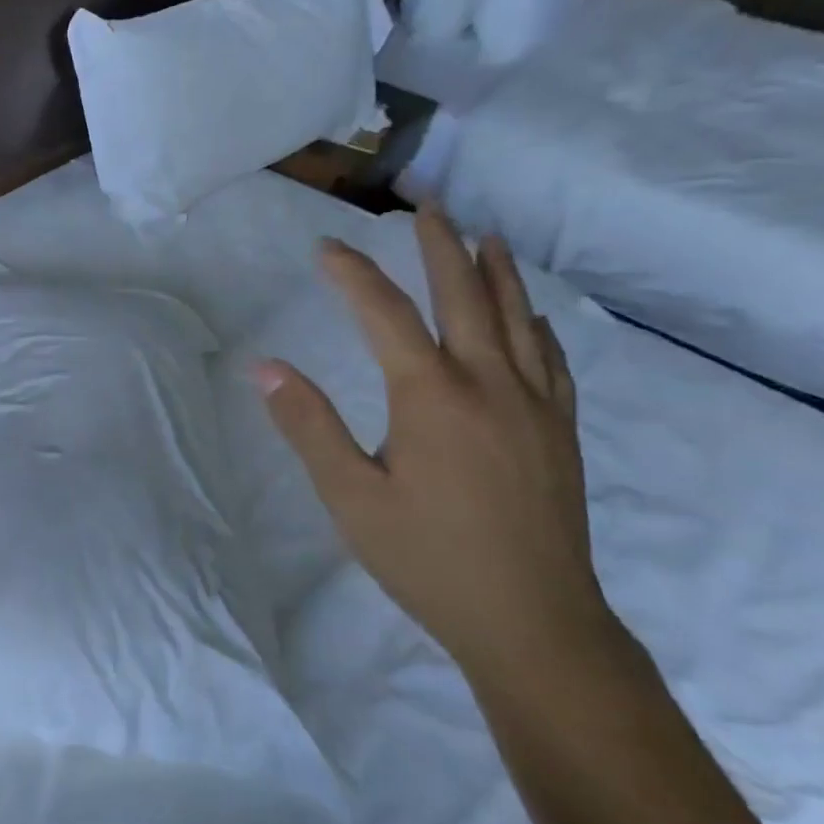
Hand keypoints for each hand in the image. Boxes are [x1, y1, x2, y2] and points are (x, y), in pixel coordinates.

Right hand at [254, 209, 613, 681]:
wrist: (532, 621)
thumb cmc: (427, 558)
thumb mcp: (349, 495)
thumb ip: (308, 425)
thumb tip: (265, 367)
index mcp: (431, 396)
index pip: (383, 313)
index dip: (351, 274)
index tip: (325, 247)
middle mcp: (488, 383)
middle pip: (463, 295)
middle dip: (440, 243)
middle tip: (425, 203)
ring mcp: (533, 404)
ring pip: (516, 317)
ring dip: (495, 270)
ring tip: (484, 234)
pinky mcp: (558, 430)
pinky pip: (549, 357)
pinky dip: (534, 322)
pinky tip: (530, 314)